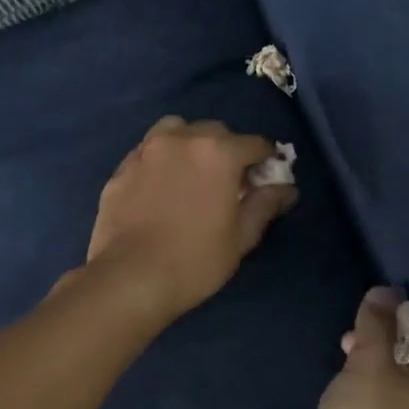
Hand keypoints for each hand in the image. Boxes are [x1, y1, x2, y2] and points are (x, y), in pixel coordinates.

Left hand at [84, 116, 297, 322]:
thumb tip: (287, 188)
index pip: (255, 144)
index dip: (267, 160)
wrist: (129, 278)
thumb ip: (265, 204)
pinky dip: (162, 159)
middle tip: (230, 181)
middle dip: (229, 149)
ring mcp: (147, 150)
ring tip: (193, 172)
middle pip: (215, 131)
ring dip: (192, 143)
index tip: (267, 179)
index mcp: (219, 152)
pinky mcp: (122, 167)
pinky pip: (149, 150)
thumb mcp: (241, 237)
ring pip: (176, 130)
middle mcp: (182, 138)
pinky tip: (162, 185)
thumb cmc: (195, 260)